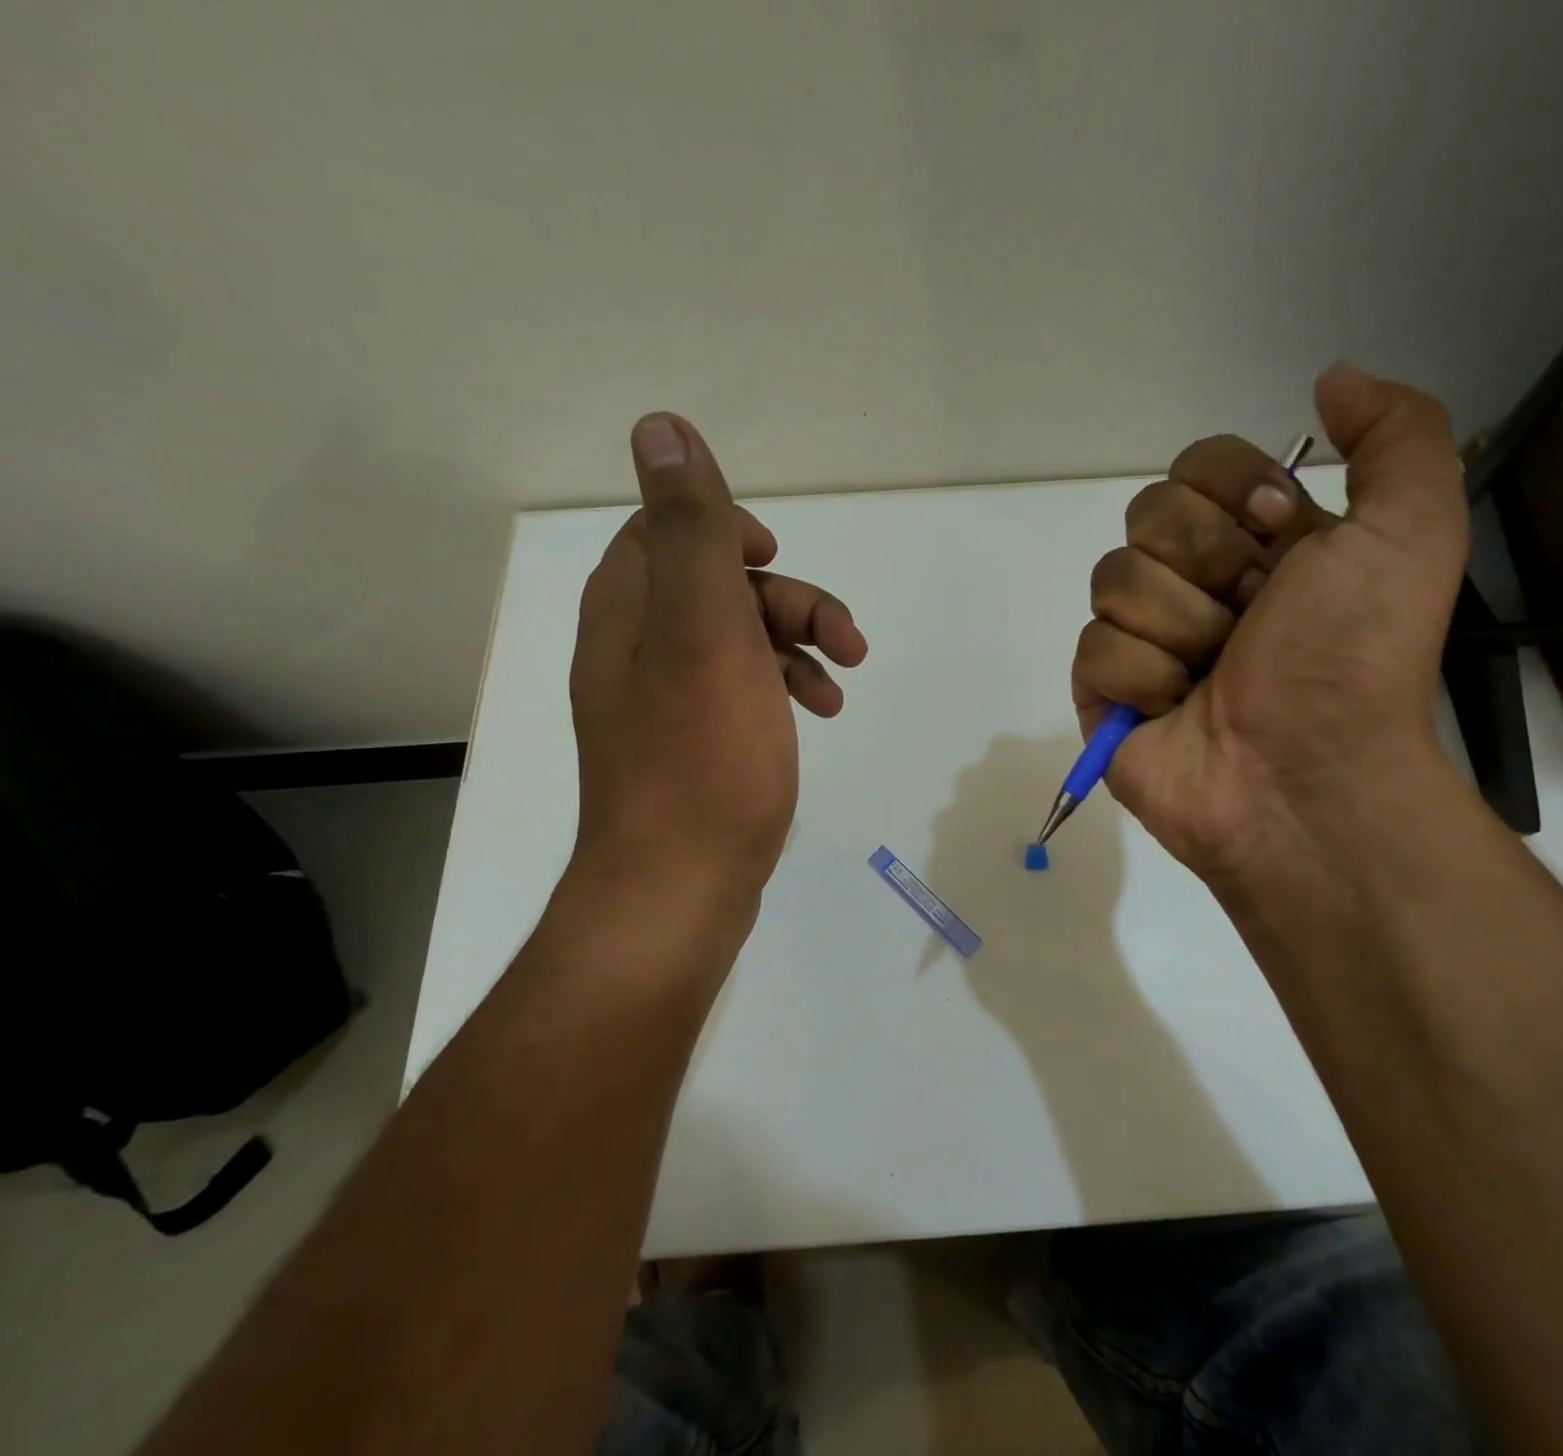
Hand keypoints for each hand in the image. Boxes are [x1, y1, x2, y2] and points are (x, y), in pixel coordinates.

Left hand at [567, 413, 867, 924]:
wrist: (680, 888)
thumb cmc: (702, 758)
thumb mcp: (705, 631)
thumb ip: (690, 532)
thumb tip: (662, 427)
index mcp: (628, 612)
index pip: (663, 533)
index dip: (723, 529)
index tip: (775, 555)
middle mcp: (635, 649)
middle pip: (714, 588)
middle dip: (786, 599)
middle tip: (844, 637)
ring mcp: (664, 703)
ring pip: (737, 641)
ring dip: (797, 644)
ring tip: (845, 679)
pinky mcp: (695, 746)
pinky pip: (742, 691)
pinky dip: (785, 688)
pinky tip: (822, 712)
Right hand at [1070, 367, 1467, 884]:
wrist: (1306, 777)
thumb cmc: (1354, 657)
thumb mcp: (1413, 530)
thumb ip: (1397, 433)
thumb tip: (1331, 380)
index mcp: (1258, 540)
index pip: (1197, 462)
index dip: (1232, 491)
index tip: (1279, 538)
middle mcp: (1197, 580)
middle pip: (1147, 513)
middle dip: (1206, 564)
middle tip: (1250, 619)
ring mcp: (1146, 637)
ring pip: (1114, 578)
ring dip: (1179, 627)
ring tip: (1215, 675)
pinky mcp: (1105, 692)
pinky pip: (1094, 648)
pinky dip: (1143, 680)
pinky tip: (1176, 709)